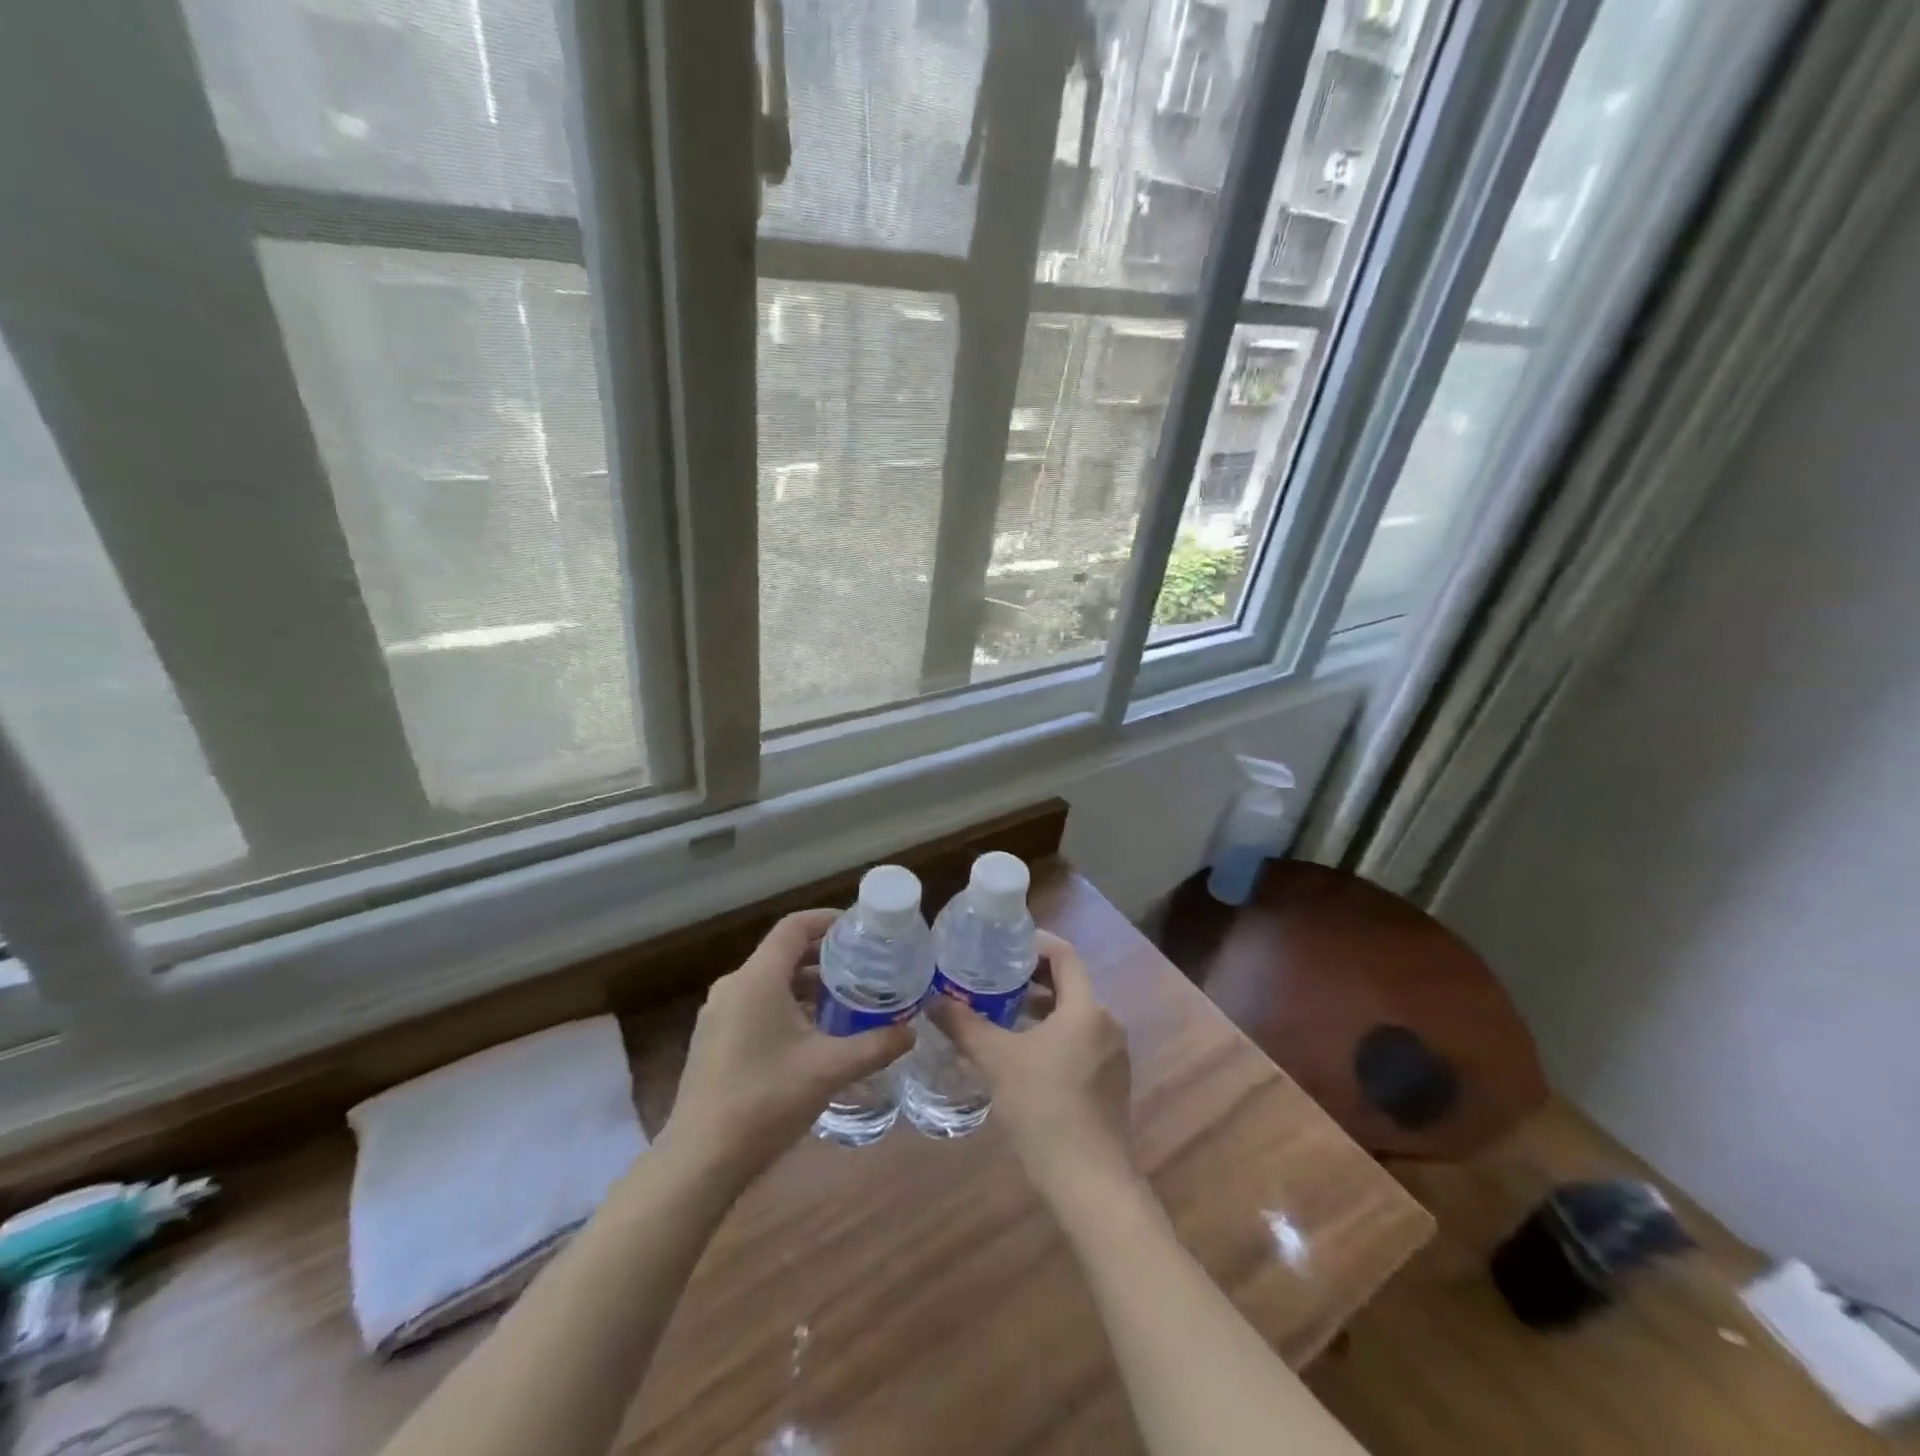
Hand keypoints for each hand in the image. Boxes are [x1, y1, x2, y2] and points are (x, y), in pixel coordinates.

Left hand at [660, 910, 912, 1186]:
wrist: (700, 1160)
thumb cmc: (766, 1101)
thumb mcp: (829, 1070)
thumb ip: (875, 1045)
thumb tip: (911, 1031)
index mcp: (758, 978)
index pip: (795, 926)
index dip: (828, 920)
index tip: (861, 928)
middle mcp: (734, 985)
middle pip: (784, 953)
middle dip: (825, 956)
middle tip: (864, 966)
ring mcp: (719, 1013)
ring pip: (771, 981)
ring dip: (808, 985)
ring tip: (847, 1000)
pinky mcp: (714, 1038)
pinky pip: (757, 1003)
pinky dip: (788, 1005)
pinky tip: (814, 1034)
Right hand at [928, 930, 1134, 1203]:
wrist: (1089, 1183)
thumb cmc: (1044, 1109)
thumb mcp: (997, 1061)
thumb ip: (965, 1025)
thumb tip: (933, 999)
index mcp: (1086, 1008)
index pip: (1064, 955)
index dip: (1033, 943)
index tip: (1001, 944)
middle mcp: (1106, 1023)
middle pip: (1068, 984)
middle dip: (1029, 978)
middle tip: (990, 976)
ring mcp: (1112, 1055)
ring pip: (1072, 1015)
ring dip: (1038, 1009)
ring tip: (998, 1013)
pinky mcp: (1110, 1082)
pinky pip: (1078, 1041)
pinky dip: (1050, 1036)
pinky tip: (1019, 1055)